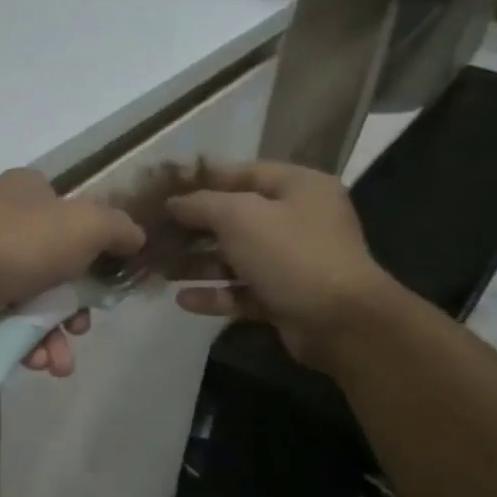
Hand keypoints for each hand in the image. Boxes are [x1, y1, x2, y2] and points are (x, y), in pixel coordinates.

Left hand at [0, 169, 144, 376]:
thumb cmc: (21, 244)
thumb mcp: (86, 225)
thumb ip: (119, 229)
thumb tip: (136, 238)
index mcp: (31, 192)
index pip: (75, 217)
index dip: (97, 253)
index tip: (107, 284)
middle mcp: (6, 220)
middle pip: (59, 268)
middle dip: (76, 310)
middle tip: (82, 329)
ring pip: (36, 301)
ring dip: (54, 336)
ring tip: (58, 363)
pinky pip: (9, 320)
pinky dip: (27, 342)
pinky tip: (35, 362)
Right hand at [166, 161, 395, 369]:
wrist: (340, 322)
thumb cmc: (291, 254)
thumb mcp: (240, 217)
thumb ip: (202, 204)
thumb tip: (173, 203)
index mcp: (299, 187)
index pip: (243, 173)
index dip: (202, 180)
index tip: (165, 191)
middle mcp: (299, 220)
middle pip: (237, 218)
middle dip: (195, 228)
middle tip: (157, 234)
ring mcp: (293, 261)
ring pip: (237, 257)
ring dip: (199, 263)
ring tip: (161, 269)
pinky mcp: (285, 297)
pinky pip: (243, 291)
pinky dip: (215, 293)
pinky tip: (182, 300)